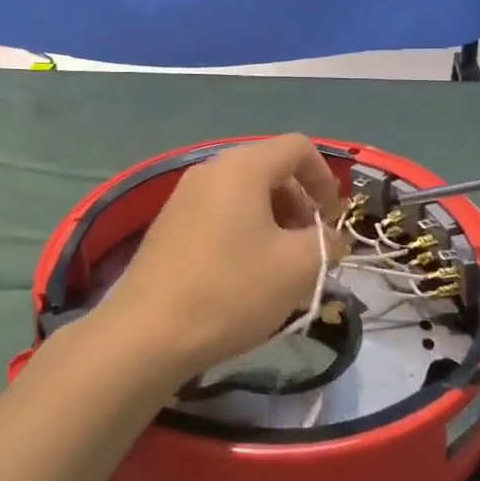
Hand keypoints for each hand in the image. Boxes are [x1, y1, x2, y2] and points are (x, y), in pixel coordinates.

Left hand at [94, 135, 348, 384]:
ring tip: (281, 264)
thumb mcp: (297, 268)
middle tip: (310, 246)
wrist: (146, 333)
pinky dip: (244, 229)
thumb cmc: (230, 290)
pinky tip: (245, 273)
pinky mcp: (169, 223)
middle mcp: (210, 169)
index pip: (297, 147)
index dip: (325, 178)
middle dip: (299, 202)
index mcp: (242, 167)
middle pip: (270, 167)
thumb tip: (330, 237)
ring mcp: (184, 195)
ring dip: (273, 218)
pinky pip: (219, 211)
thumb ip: (327, 242)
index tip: (333, 220)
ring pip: (244, 192)